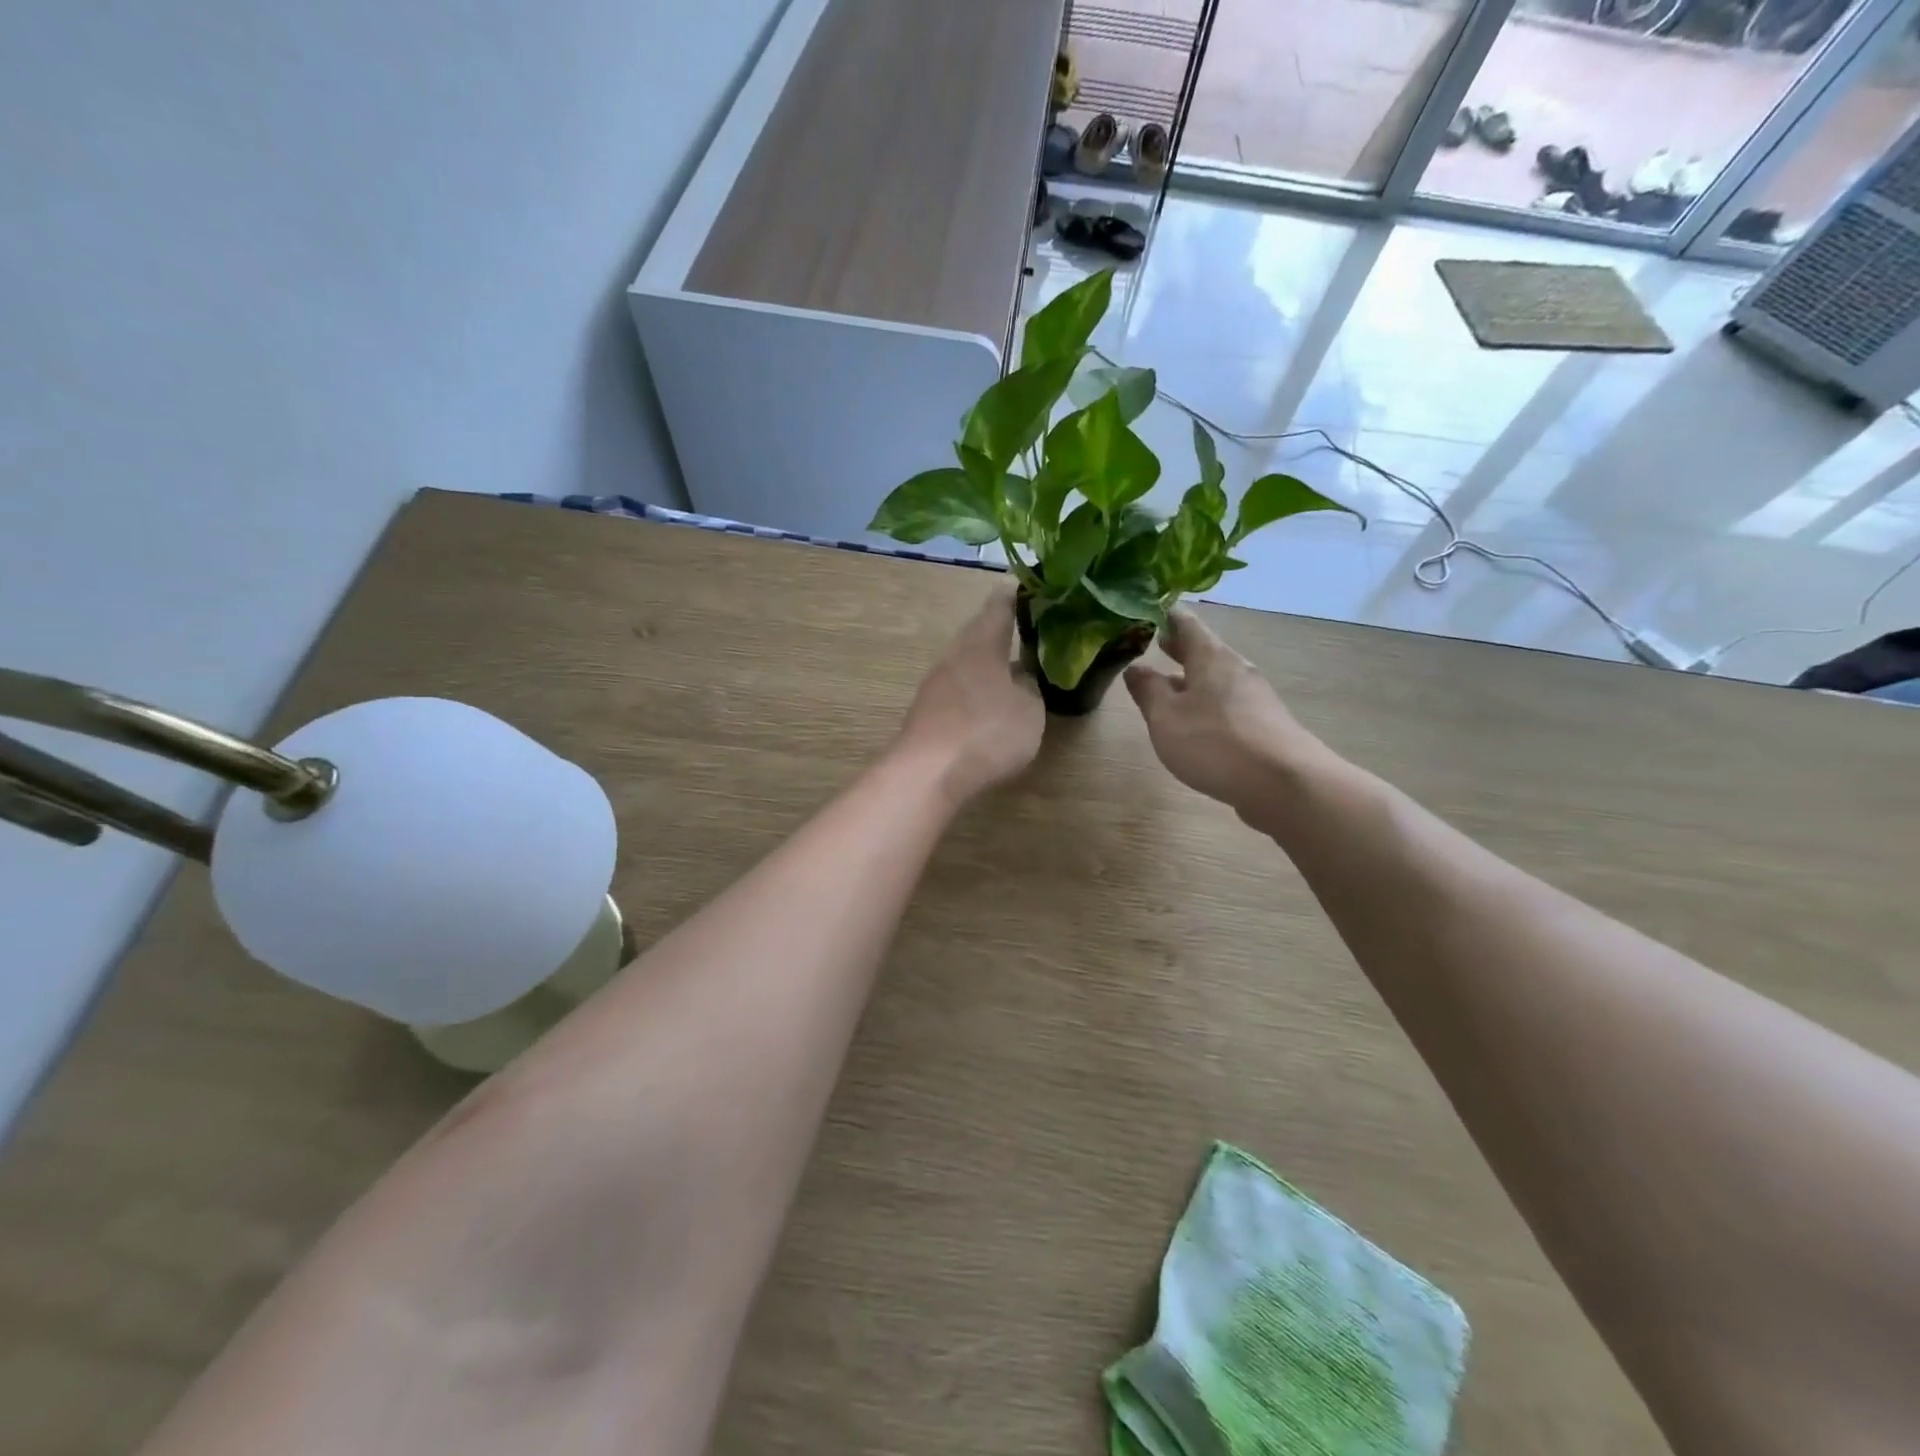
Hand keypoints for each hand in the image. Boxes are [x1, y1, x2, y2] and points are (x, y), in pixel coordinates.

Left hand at [895, 587, 1044, 804]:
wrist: (928, 773)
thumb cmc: (986, 732)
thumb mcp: (1029, 711)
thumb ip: (1029, 689)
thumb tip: (1021, 679)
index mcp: (981, 644)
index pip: (999, 606)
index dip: (1014, 594)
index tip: (1029, 585)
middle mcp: (954, 655)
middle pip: (978, 634)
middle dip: (1001, 632)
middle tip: (1027, 629)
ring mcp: (935, 684)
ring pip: (966, 663)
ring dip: (987, 663)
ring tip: (1012, 669)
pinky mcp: (926, 712)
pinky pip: (957, 690)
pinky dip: (975, 690)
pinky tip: (988, 704)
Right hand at [1124, 607, 1329, 821]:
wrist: (1284, 783)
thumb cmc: (1214, 743)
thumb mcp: (1166, 717)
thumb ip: (1148, 690)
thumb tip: (1135, 667)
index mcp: (1210, 657)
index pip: (1185, 623)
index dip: (1165, 615)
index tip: (1146, 611)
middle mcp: (1236, 669)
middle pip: (1204, 650)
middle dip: (1179, 648)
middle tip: (1156, 642)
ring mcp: (1255, 697)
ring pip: (1216, 679)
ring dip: (1193, 678)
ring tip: (1170, 686)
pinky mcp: (1264, 725)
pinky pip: (1228, 704)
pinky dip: (1208, 703)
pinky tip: (1198, 723)